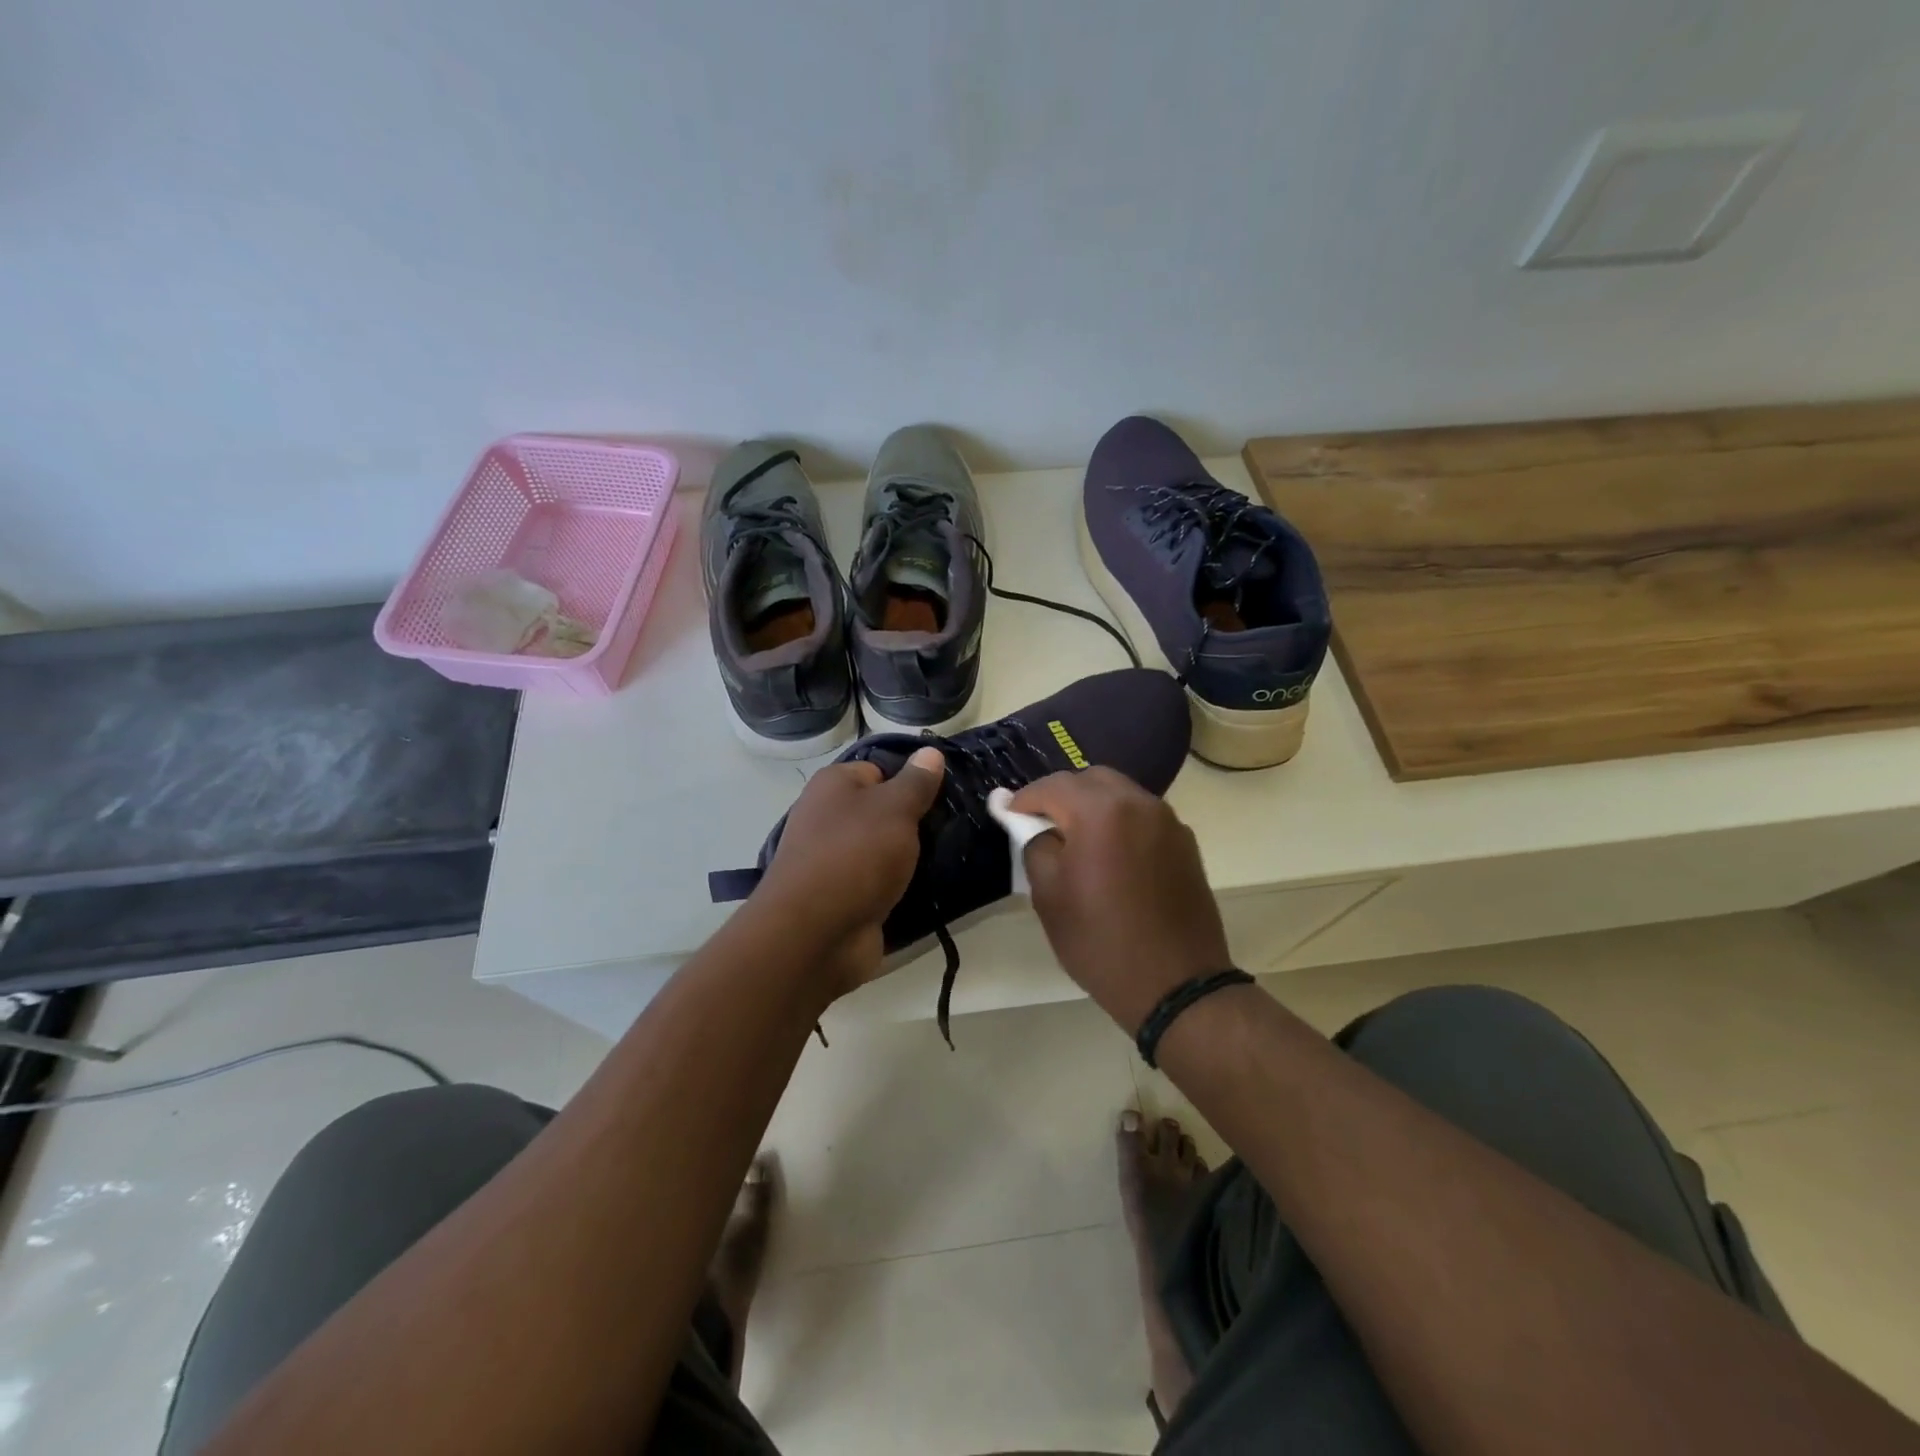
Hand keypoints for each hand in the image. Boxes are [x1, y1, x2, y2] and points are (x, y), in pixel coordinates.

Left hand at [750, 746, 944, 994]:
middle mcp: (828, 818)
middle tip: (953, 827)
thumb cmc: (855, 856)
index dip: (911, 780)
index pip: (880, 770)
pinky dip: (901, 886)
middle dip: (915, 821)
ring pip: (884, 849)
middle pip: (882, 811)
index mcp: (833, 786)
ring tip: (950, 855)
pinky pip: (881, 882)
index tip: (943, 795)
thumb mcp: (894, 808)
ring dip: (911, 857)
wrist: (816, 935)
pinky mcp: (845, 897)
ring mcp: (835, 861)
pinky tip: (931, 887)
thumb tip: (929, 752)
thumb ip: (916, 782)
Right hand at [1012, 767, 1231, 1032]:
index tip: (1007, 812)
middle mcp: (1139, 803)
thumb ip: (1034, 845)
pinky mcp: (1185, 843)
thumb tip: (1030, 823)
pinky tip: (1111, 854)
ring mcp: (1168, 821)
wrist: (1176, 985)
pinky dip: (1120, 822)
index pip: (1052, 786)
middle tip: (1041, 823)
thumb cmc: (1101, 942)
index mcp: (1101, 811)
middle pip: (1091, 779)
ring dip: (1093, 806)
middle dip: (1062, 795)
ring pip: (1121, 794)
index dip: (1025, 798)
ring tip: (1076, 839)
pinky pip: (1143, 816)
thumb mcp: (1049, 896)